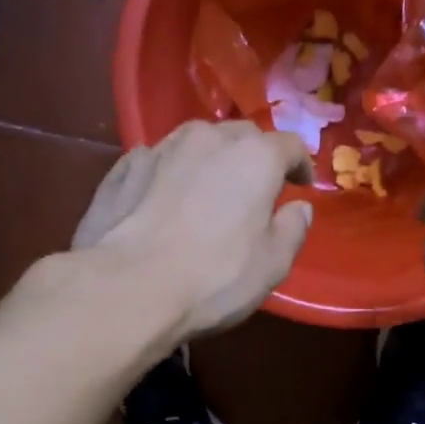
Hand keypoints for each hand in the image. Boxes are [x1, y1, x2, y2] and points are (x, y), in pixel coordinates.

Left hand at [71, 120, 314, 338]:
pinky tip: (164, 199)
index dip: (300, 164)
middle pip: (242, 136)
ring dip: (210, 160)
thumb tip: (299, 208)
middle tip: (255, 188)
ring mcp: (161, 148)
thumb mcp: (273, 264)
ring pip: (197, 142)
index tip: (301, 185)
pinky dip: (170, 173)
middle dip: (254, 156)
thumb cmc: (215, 277)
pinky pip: (158, 160)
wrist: (127, 287)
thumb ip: (292, 230)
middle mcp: (209, 138)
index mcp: (255, 157)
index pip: (289, 145)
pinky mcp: (123, 167)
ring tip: (208, 189)